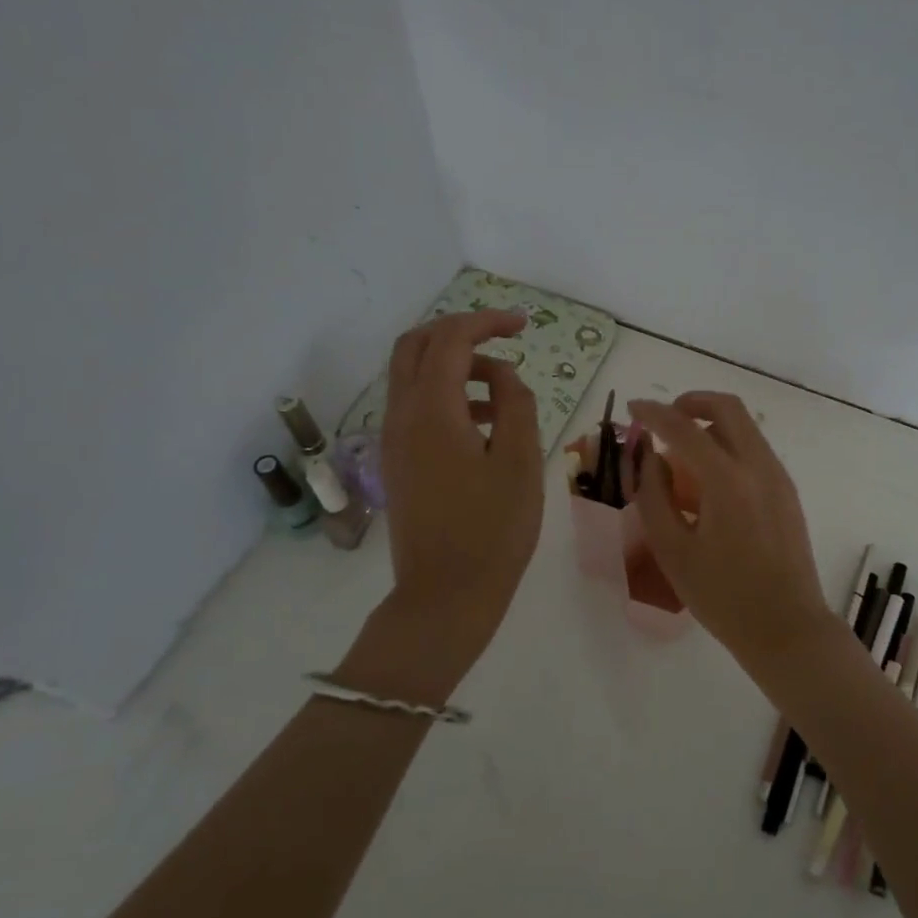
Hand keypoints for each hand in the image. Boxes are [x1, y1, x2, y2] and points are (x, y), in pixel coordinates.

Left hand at [376, 308, 543, 652]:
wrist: (445, 596)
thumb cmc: (493, 530)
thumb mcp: (521, 462)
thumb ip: (515, 404)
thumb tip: (504, 375)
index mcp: (432, 412)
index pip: (451, 340)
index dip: (487, 321)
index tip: (524, 325)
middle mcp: (402, 416)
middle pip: (416, 345)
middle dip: (460, 330)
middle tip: (503, 337)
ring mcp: (393, 440)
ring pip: (411, 374)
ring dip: (453, 363)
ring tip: (503, 386)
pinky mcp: (397, 462)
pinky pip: (414, 406)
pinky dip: (445, 393)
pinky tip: (483, 420)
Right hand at [629, 392, 833, 675]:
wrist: (786, 627)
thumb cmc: (723, 596)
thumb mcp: (673, 550)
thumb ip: (654, 496)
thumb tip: (649, 457)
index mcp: (727, 480)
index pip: (684, 428)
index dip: (654, 413)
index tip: (634, 407)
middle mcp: (758, 466)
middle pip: (728, 407)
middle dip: (692, 402)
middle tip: (665, 420)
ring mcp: (778, 476)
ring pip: (744, 427)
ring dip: (711, 425)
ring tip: (681, 455)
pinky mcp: (787, 491)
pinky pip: (754, 450)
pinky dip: (728, 446)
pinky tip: (708, 481)